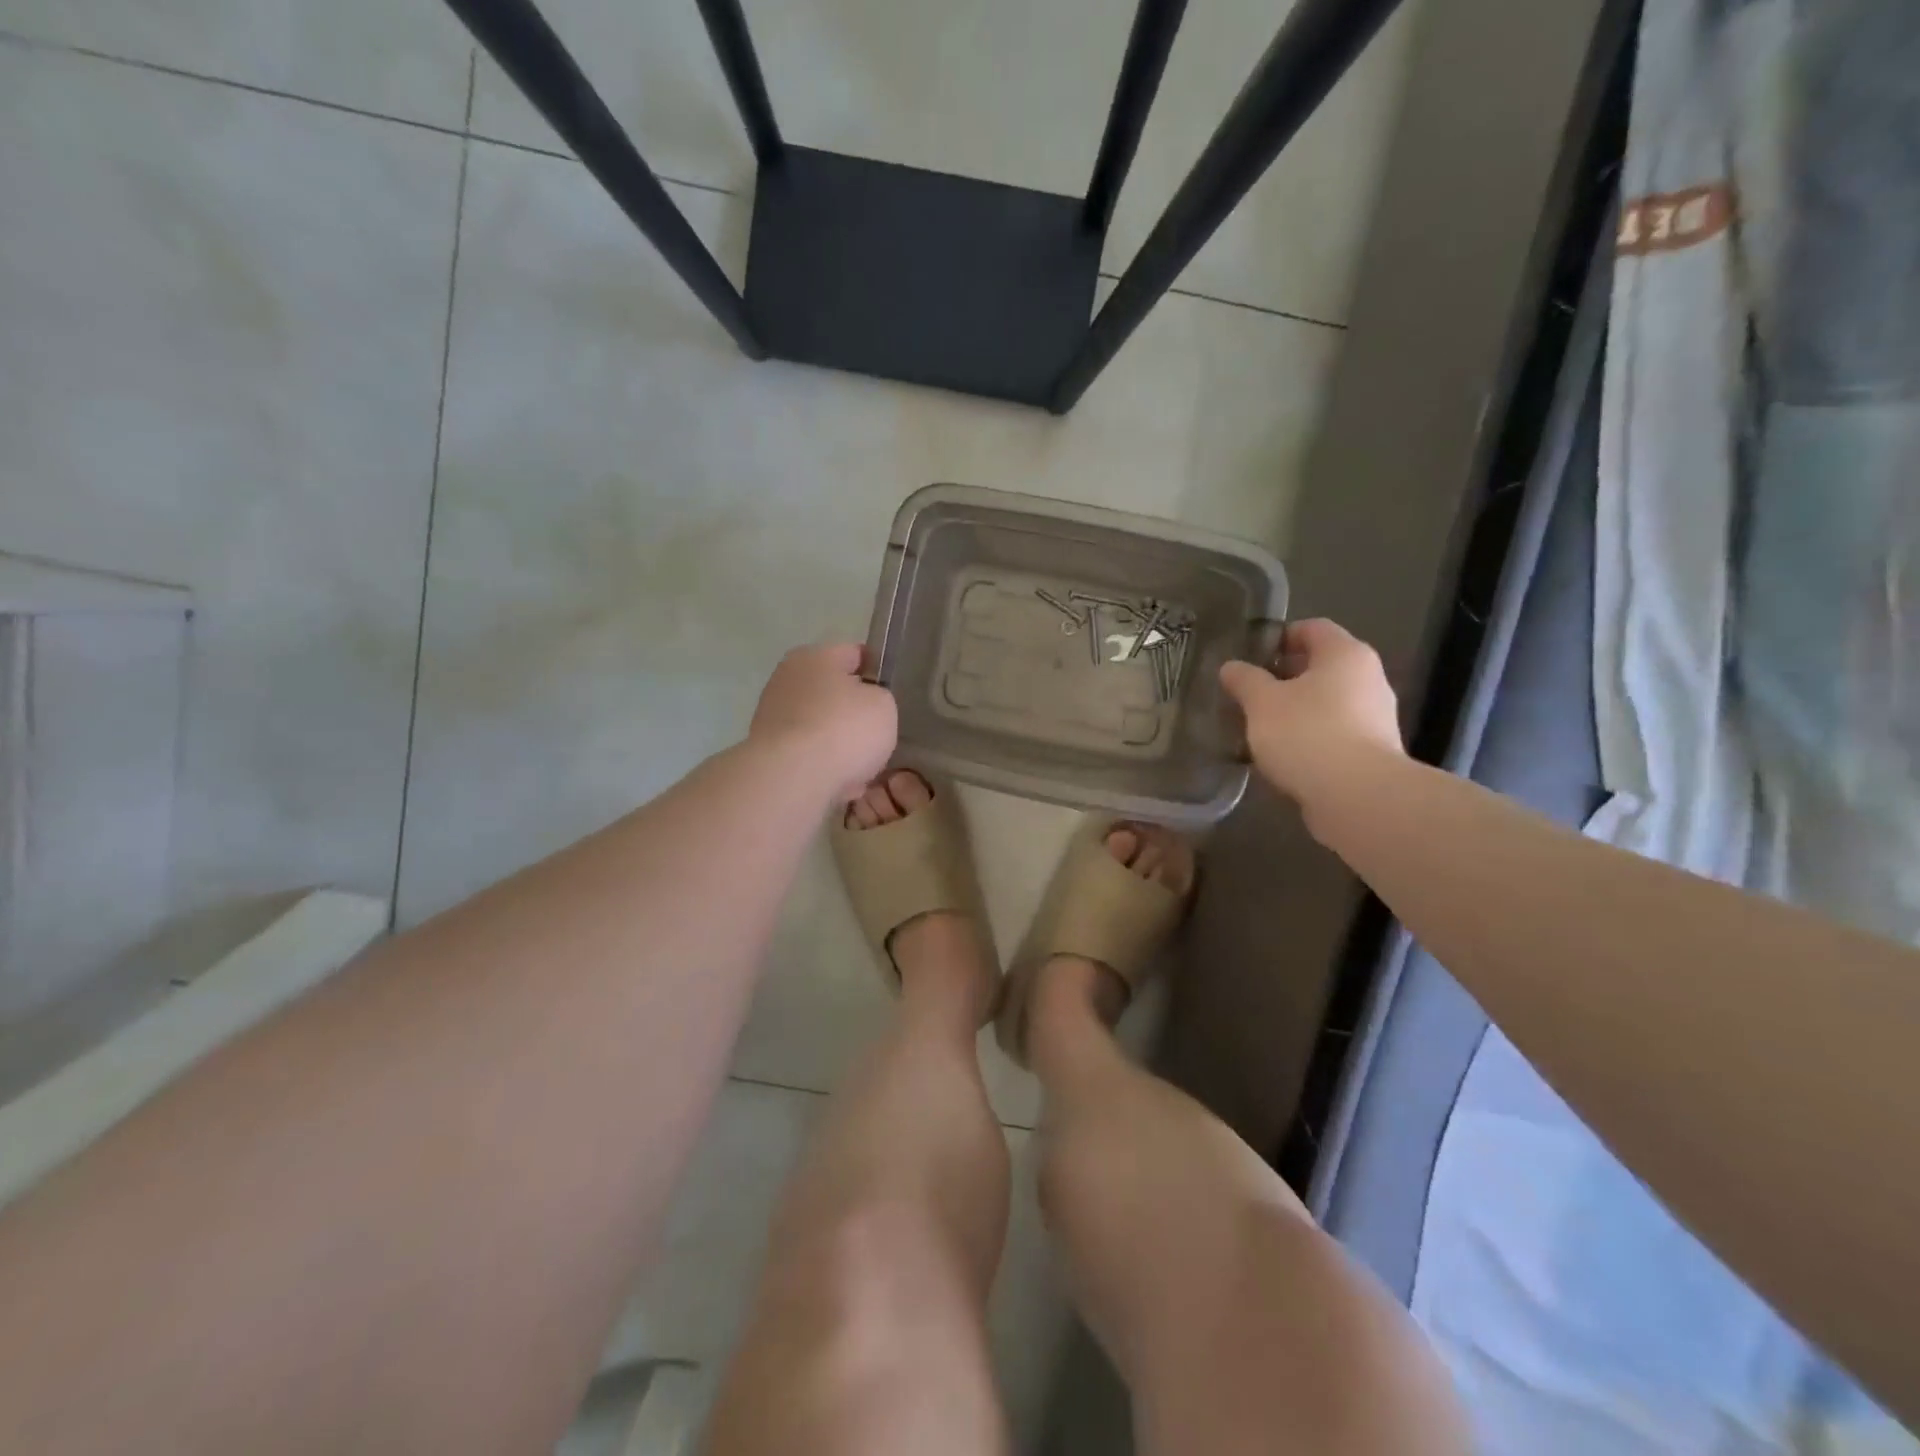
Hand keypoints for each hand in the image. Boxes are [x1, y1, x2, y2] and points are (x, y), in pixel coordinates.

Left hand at [749, 643, 897, 803]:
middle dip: (852, 712)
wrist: (793, 778)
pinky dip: (821, 765)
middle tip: (876, 734)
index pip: (854, 654)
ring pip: (818, 726)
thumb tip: (863, 705)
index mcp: (816, 656)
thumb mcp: (883, 705)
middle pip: (832, 692)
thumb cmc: (844, 730)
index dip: (875, 672)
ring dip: (837, 743)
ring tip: (860, 767)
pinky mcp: (765, 750)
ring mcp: (771, 715)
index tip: (888, 695)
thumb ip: (878, 697)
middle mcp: (787, 678)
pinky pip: (806, 754)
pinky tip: (838, 783)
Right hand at [1218, 619, 1403, 833]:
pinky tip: (1285, 755)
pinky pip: (1335, 732)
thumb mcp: (1262, 703)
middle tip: (1250, 693)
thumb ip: (1245, 680)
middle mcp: (1368, 678)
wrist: (1358, 796)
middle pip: (1321, 666)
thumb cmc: (1307, 734)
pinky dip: (1311, 736)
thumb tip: (1231, 667)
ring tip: (1262, 727)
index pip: (1312, 628)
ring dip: (1297, 709)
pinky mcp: (1373, 751)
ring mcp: (1375, 716)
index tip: (1251, 657)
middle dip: (1285, 677)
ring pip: (1328, 701)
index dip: (1280, 637)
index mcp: (1345, 654)